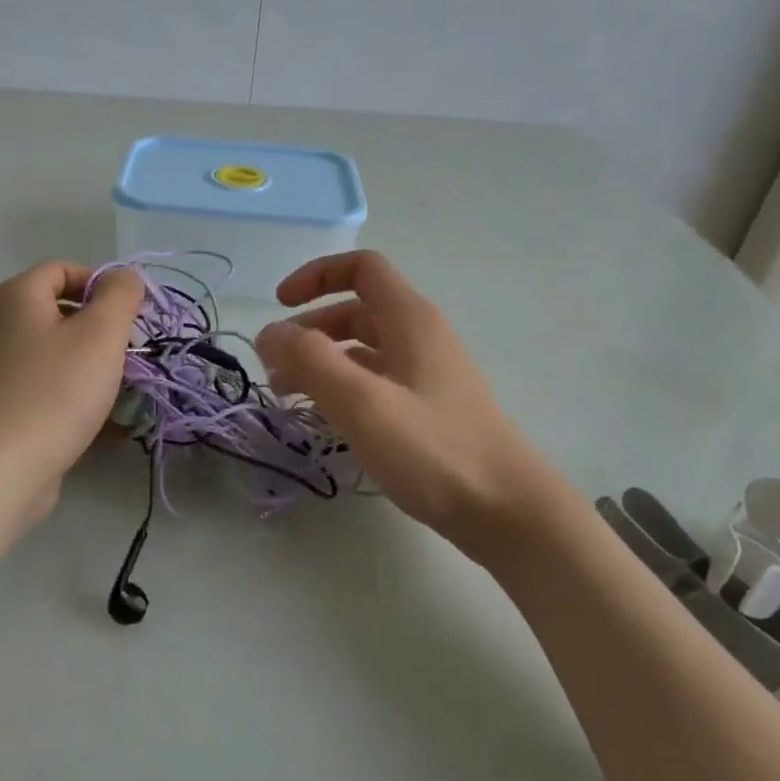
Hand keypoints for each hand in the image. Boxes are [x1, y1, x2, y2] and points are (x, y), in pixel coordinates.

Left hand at [0, 260, 145, 520]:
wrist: (3, 469)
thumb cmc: (56, 391)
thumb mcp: (102, 333)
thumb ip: (121, 295)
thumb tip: (125, 277)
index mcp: (16, 297)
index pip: (63, 269)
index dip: (102, 284)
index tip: (131, 316)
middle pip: (61, 313)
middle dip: (102, 331)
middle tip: (130, 354)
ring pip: (57, 355)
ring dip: (94, 368)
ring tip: (123, 392)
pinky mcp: (2, 408)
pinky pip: (48, 389)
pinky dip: (76, 398)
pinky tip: (106, 425)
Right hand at [255, 251, 554, 539]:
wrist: (509, 512)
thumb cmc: (434, 450)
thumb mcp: (361, 402)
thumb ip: (309, 360)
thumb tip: (269, 333)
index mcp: (409, 319)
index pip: (361, 268)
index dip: (316, 276)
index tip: (279, 306)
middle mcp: (420, 337)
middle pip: (355, 310)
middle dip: (309, 330)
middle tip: (275, 368)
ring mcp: (427, 374)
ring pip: (363, 349)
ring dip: (322, 362)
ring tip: (289, 397)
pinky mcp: (429, 409)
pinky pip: (376, 381)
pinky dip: (343, 388)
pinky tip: (326, 419)